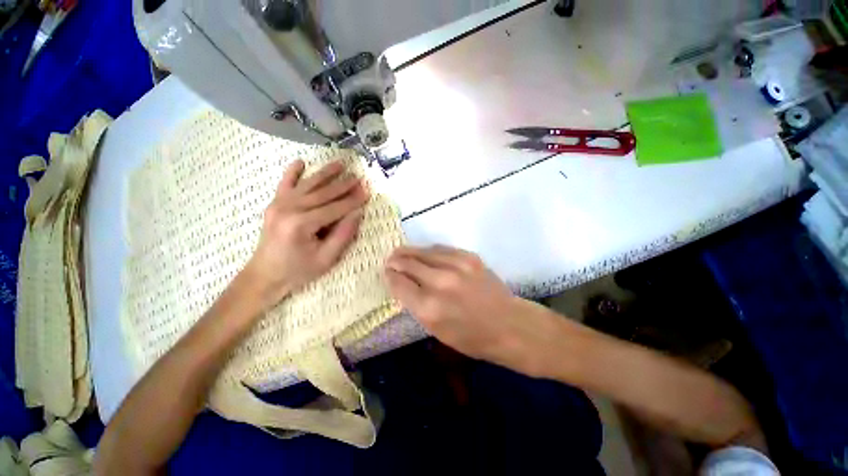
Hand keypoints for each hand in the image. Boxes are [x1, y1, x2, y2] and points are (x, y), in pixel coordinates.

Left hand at [244, 160, 368, 307]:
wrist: (265, 275)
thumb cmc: (298, 270)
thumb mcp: (326, 259)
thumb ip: (343, 235)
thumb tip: (357, 214)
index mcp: (301, 224)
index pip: (334, 208)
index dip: (352, 200)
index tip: (367, 192)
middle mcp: (288, 209)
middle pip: (322, 193)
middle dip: (343, 185)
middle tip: (358, 177)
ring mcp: (278, 204)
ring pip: (308, 185)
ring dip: (325, 173)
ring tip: (340, 164)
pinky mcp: (274, 204)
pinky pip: (285, 184)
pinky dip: (292, 172)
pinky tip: (301, 162)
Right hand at [385, 246, 561, 376]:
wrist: (509, 325)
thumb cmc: (471, 337)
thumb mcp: (436, 330)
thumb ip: (416, 305)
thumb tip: (402, 284)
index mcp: (428, 308)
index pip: (399, 283)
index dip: (390, 276)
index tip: (387, 273)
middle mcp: (440, 282)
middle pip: (408, 263)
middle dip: (395, 261)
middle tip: (389, 260)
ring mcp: (456, 266)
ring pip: (423, 251)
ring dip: (409, 251)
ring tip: (401, 253)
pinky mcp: (469, 257)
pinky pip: (440, 249)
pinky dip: (428, 251)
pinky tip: (424, 253)